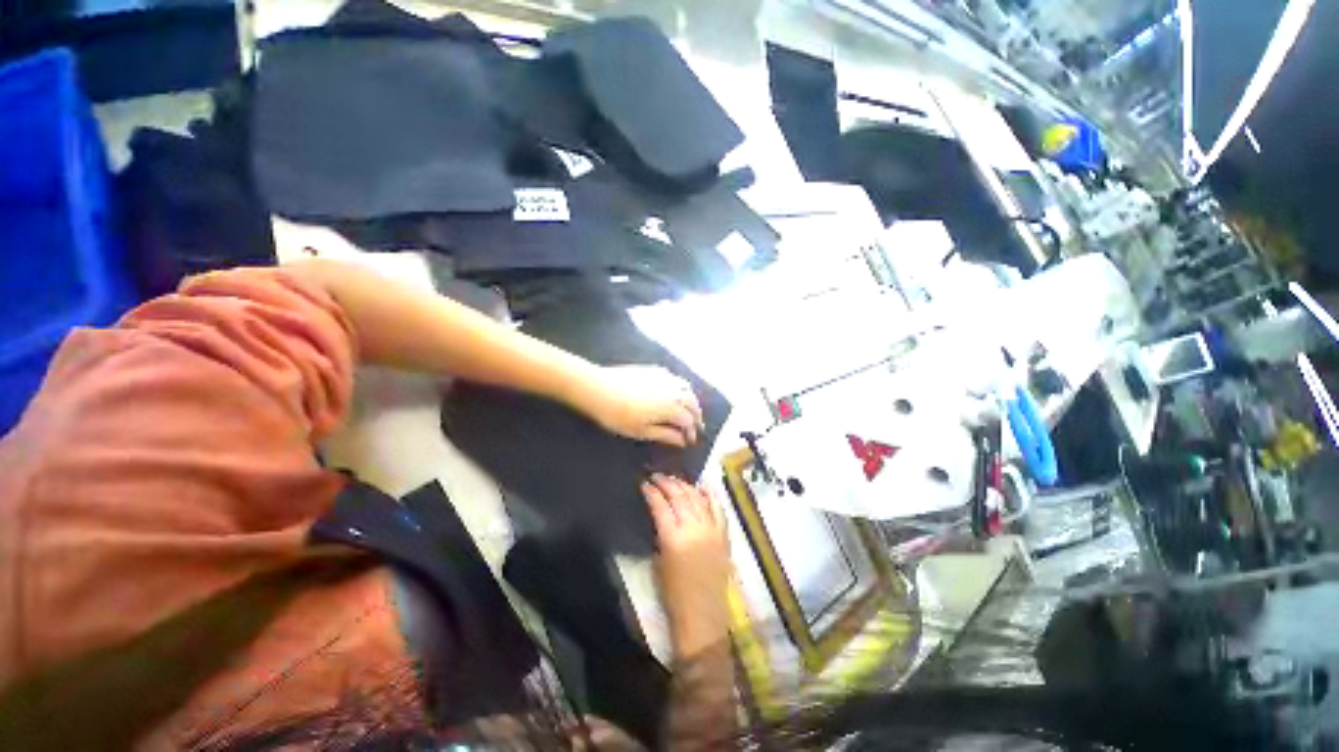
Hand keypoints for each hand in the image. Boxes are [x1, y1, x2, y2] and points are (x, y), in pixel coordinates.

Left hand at [580, 365, 703, 446]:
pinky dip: (682, 388)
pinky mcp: (656, 370)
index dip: (691, 433)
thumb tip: (682, 441)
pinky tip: (675, 394)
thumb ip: (665, 435)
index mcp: (673, 407)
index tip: (690, 441)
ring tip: (689, 410)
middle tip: (695, 427)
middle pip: (693, 403)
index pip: (689, 421)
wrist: (599, 389)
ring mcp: (666, 377)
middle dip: (696, 416)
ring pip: (687, 389)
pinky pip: (676, 379)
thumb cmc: (619, 416)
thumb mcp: (642, 431)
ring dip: (692, 401)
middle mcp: (674, 390)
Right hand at [642, 474, 729, 656]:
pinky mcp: (724, 534)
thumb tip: (659, 514)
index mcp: (673, 538)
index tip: (644, 483)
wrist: (702, 615)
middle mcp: (693, 528)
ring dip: (685, 485)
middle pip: (679, 496)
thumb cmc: (674, 594)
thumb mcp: (658, 562)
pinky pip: (718, 508)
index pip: (660, 505)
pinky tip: (702, 485)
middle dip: (666, 483)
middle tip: (657, 476)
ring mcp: (711, 529)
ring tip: (674, 479)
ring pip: (697, 498)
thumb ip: (659, 533)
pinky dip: (709, 494)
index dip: (651, 492)